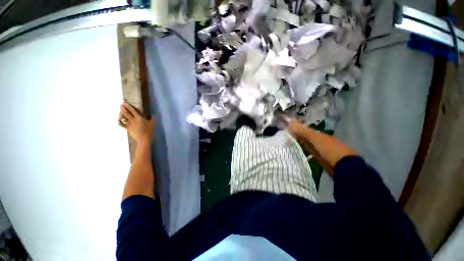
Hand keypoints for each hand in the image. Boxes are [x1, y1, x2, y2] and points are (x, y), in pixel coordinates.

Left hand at [119, 102, 154, 144]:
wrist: (144, 139)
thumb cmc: (149, 130)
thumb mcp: (153, 123)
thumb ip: (153, 117)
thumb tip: (154, 113)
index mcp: (139, 118)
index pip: (132, 110)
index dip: (128, 106)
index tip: (125, 102)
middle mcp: (133, 120)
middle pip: (126, 113)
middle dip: (123, 108)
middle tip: (121, 105)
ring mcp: (129, 124)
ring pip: (123, 118)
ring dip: (121, 113)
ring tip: (120, 111)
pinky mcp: (127, 128)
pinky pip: (122, 124)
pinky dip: (120, 121)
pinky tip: (119, 119)